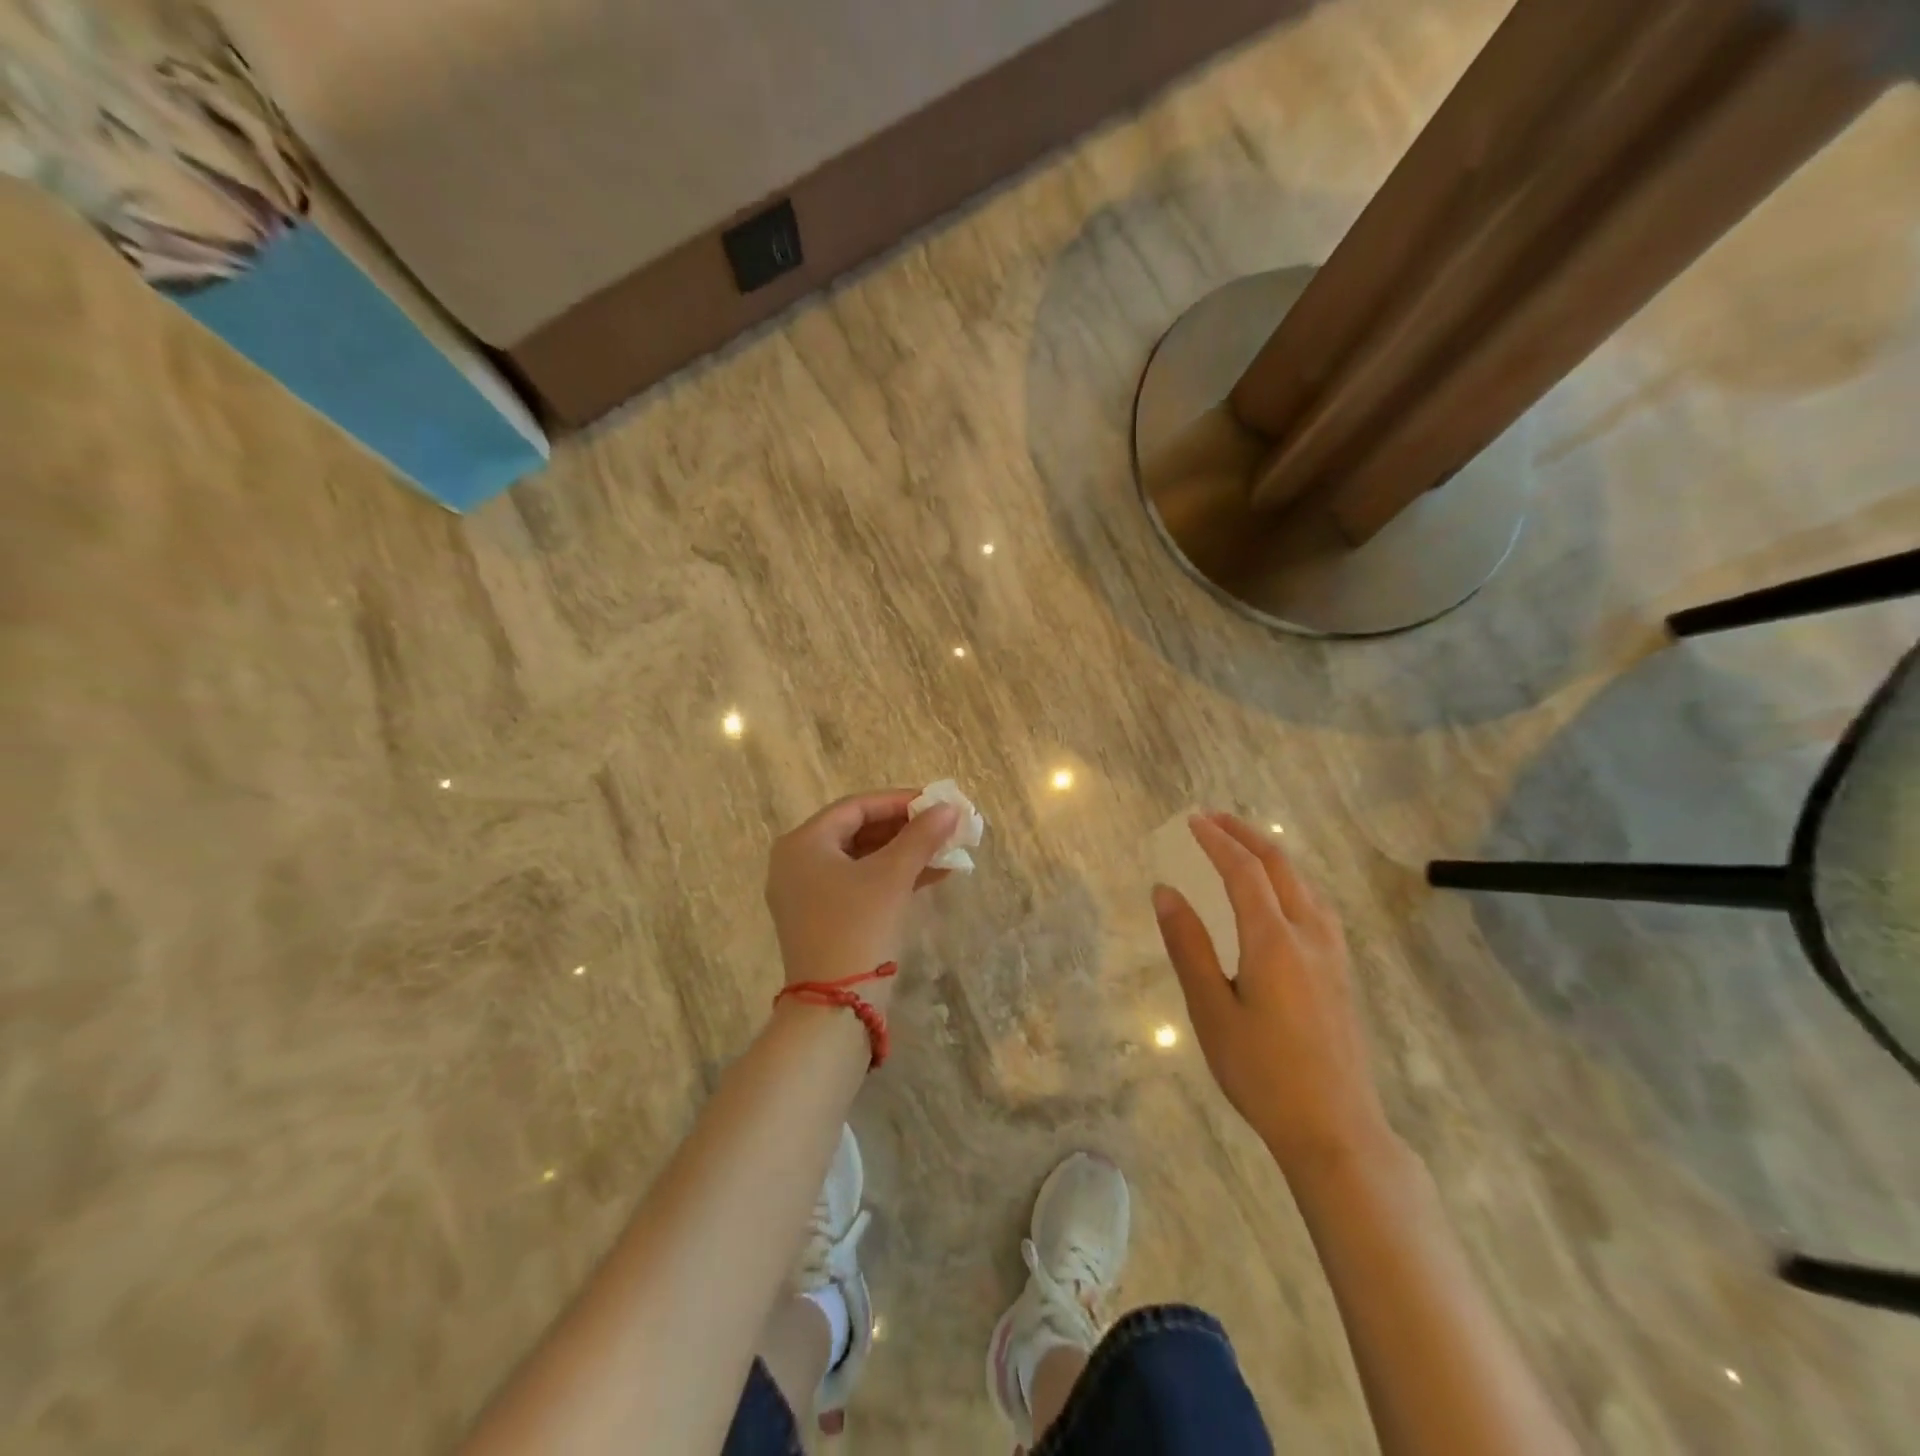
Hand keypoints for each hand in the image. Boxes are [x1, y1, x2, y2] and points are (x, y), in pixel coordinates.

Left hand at [765, 789, 959, 1006]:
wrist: (834, 1008)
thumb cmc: (858, 928)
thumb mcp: (892, 877)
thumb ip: (921, 837)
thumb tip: (950, 808)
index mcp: (804, 843)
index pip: (856, 807)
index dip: (899, 801)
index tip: (936, 803)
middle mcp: (798, 862)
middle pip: (857, 831)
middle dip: (905, 829)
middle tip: (943, 826)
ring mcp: (807, 893)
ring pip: (862, 859)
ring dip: (903, 854)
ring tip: (946, 850)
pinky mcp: (822, 918)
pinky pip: (859, 884)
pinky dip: (892, 877)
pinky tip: (933, 876)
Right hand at [1152, 813, 1392, 1179]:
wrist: (1335, 1129)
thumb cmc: (1262, 1072)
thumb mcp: (1211, 1011)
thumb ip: (1189, 946)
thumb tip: (1165, 891)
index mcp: (1274, 941)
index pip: (1244, 872)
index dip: (1217, 841)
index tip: (1192, 821)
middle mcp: (1309, 936)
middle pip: (1280, 867)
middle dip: (1246, 836)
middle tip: (1214, 819)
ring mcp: (1333, 954)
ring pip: (1304, 884)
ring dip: (1272, 856)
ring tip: (1243, 846)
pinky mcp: (1342, 973)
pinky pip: (1316, 905)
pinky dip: (1291, 881)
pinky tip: (1282, 896)